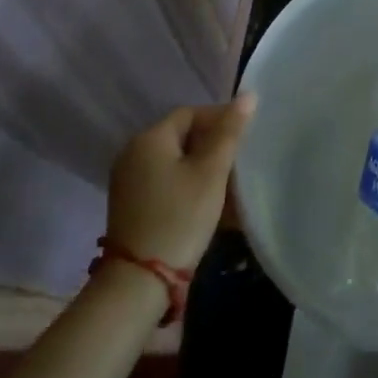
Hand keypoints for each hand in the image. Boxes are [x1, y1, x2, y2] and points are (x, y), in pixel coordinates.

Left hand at [107, 94, 254, 269]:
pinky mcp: (131, 205)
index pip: (190, 113)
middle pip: (182, 137)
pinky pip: (166, 182)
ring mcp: (129, 181)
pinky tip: (209, 203)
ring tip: (230, 184)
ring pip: (175, 162)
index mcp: (149, 139)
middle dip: (213, 145)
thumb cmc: (180, 217)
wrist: (139, 282)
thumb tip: (248, 95)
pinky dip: (188, 185)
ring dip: (203, 168)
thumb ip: (229, 132)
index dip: (220, 119)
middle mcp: (133, 154)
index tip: (245, 137)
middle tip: (240, 162)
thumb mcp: (211, 172)